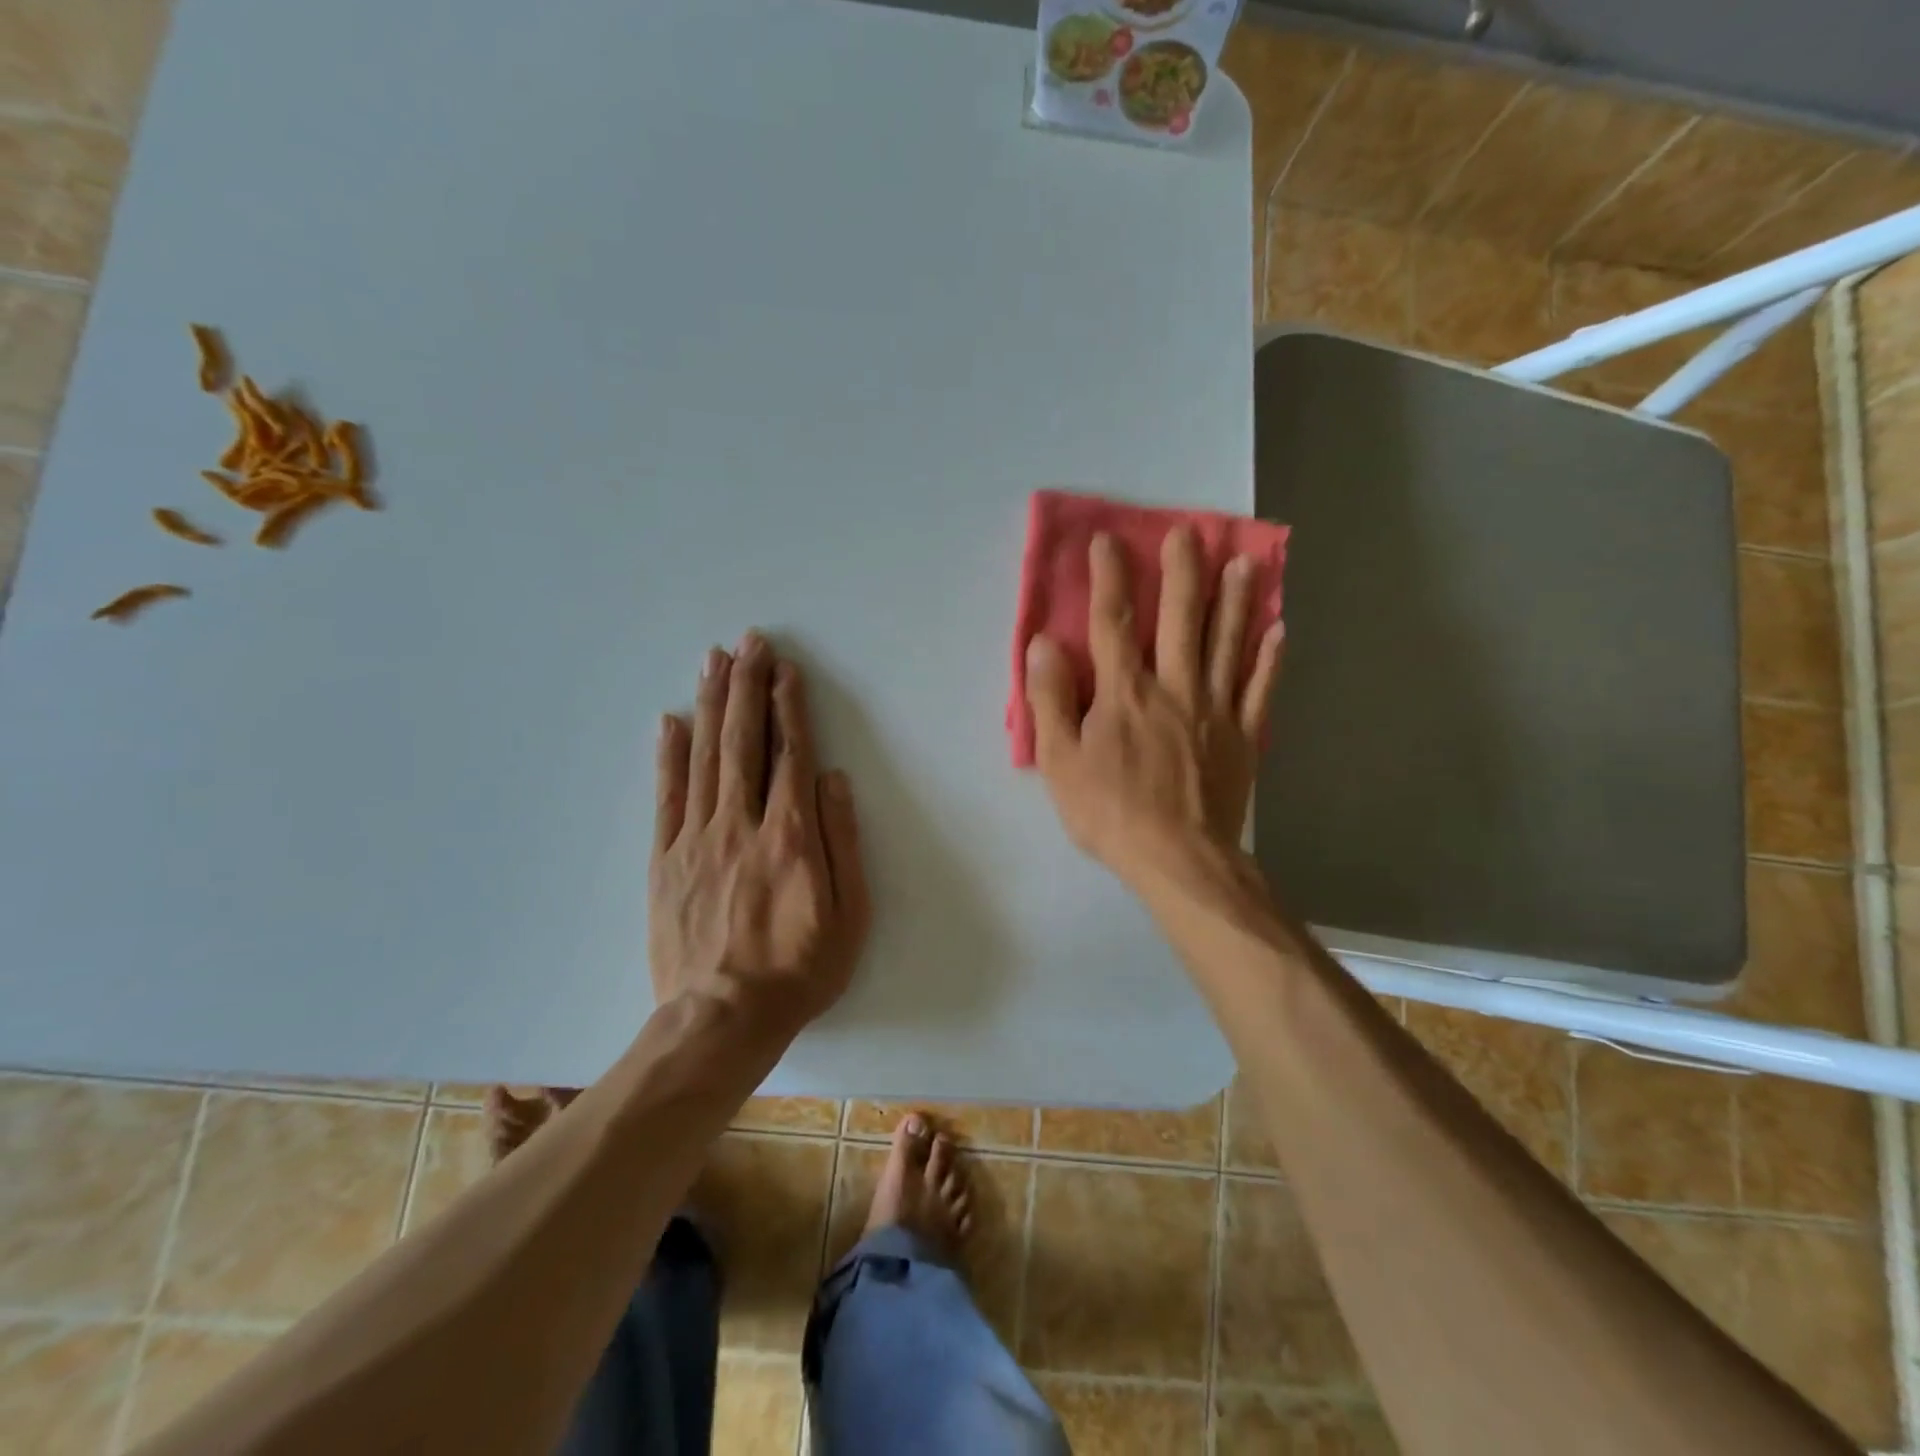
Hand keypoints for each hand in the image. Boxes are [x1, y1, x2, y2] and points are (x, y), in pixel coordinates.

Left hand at [650, 634, 870, 1029]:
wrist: (722, 1020)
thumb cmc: (799, 969)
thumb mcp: (849, 914)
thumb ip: (842, 842)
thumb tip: (834, 780)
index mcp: (791, 836)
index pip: (790, 755)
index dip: (789, 708)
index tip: (785, 671)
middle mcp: (741, 824)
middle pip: (744, 742)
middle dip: (747, 687)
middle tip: (748, 642)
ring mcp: (697, 840)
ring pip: (704, 758)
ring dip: (710, 705)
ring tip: (714, 661)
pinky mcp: (665, 861)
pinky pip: (666, 798)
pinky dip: (668, 756)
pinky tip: (671, 721)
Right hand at [1024, 527, 1283, 883]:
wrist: (1179, 858)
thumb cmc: (1110, 812)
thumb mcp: (1060, 761)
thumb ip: (1051, 699)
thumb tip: (1044, 644)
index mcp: (1124, 692)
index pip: (1112, 622)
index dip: (1109, 578)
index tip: (1108, 540)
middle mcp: (1173, 686)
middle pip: (1180, 618)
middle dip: (1181, 572)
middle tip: (1188, 532)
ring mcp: (1214, 709)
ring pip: (1226, 643)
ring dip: (1234, 600)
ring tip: (1243, 562)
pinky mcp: (1242, 736)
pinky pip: (1259, 689)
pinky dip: (1270, 659)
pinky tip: (1279, 631)